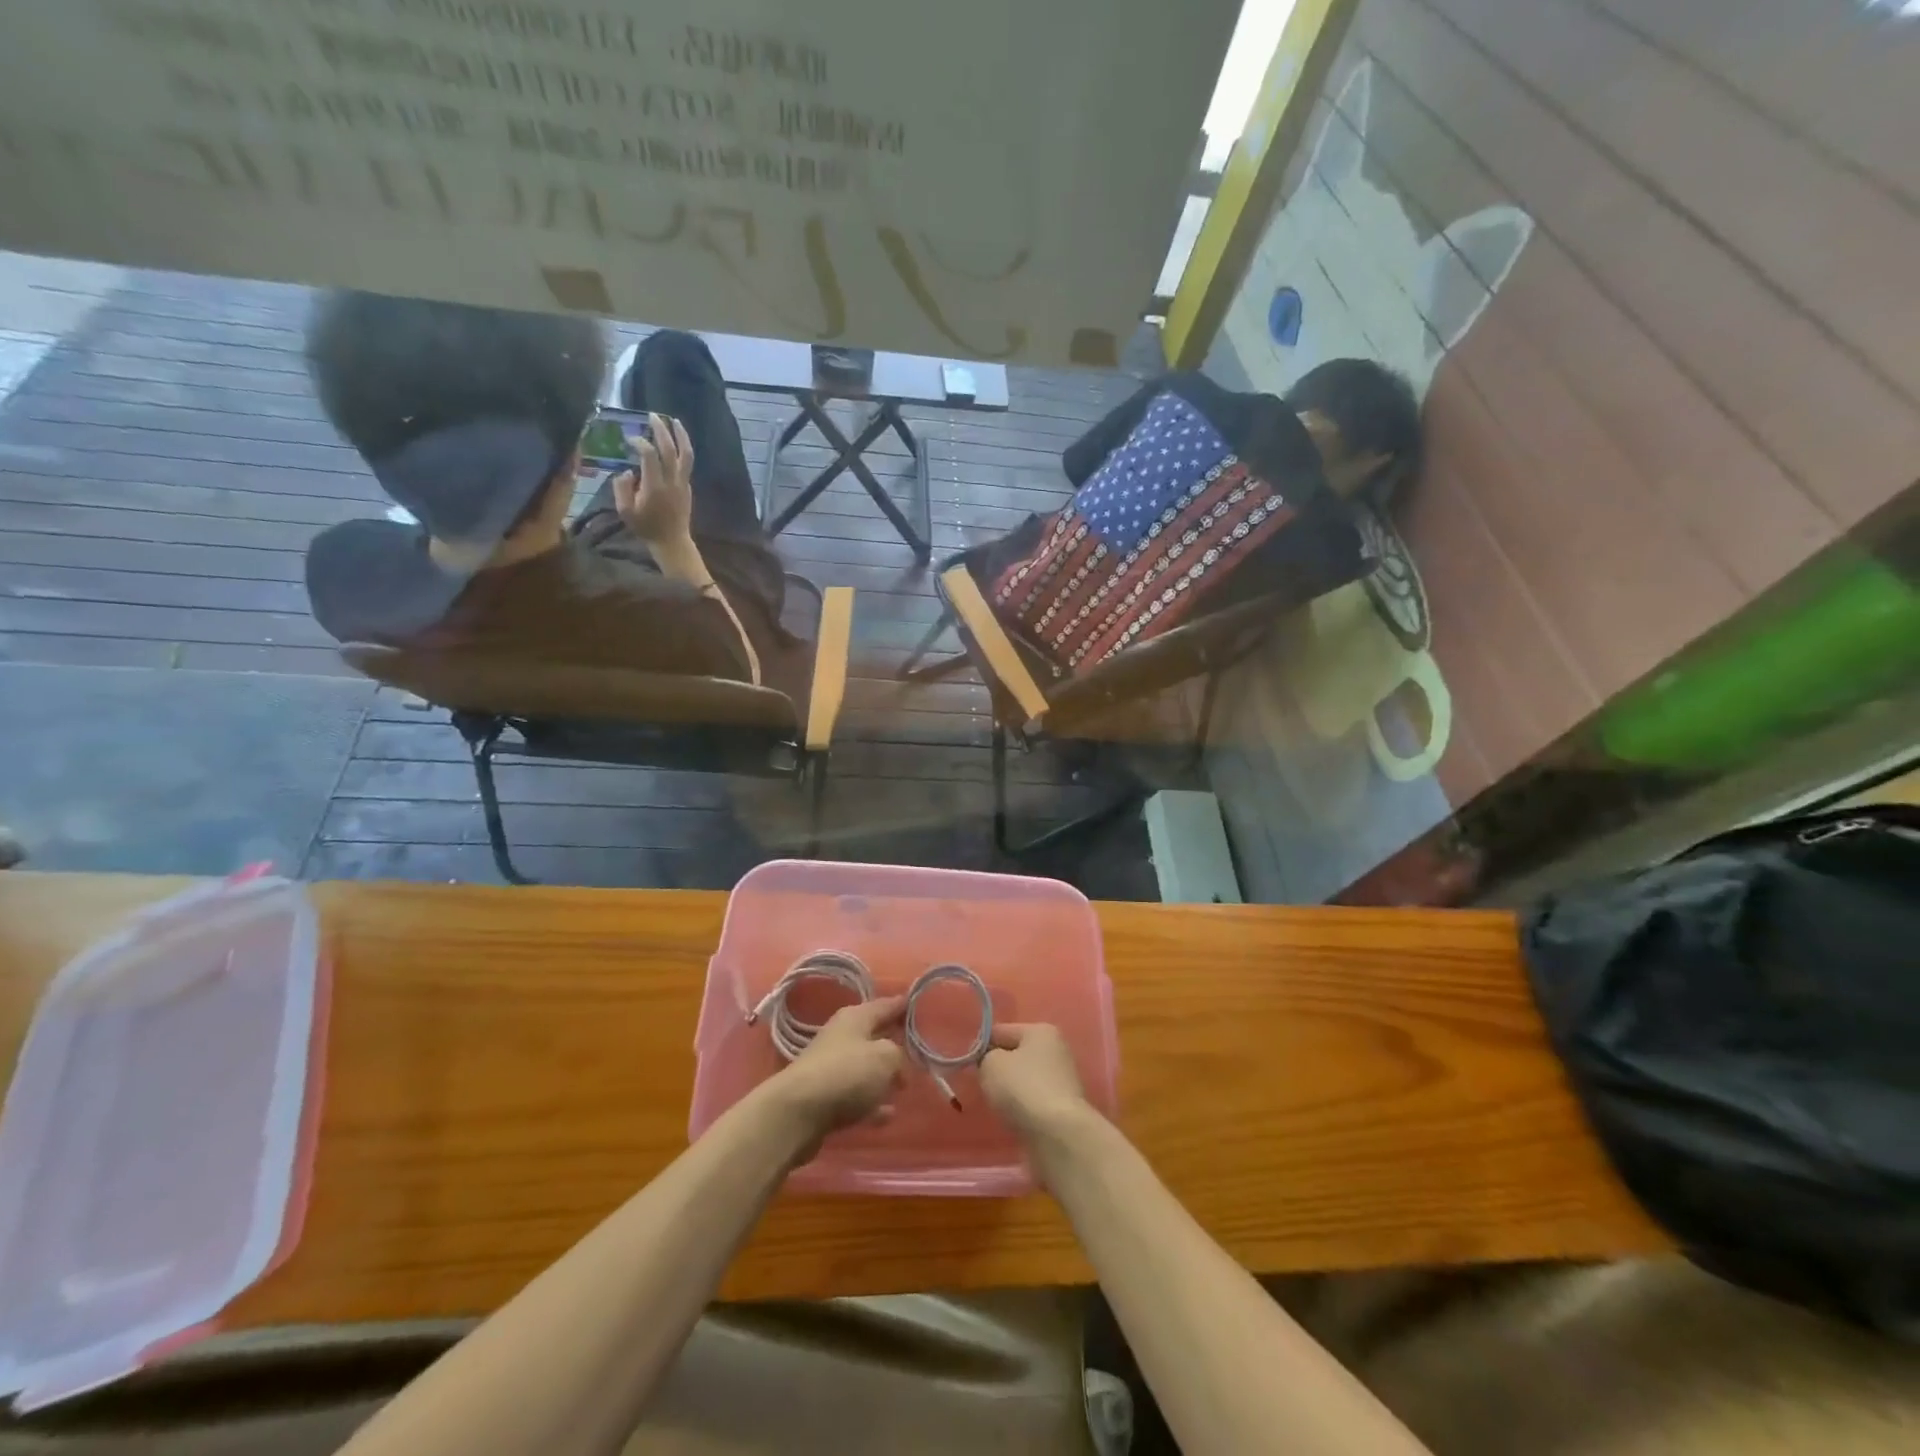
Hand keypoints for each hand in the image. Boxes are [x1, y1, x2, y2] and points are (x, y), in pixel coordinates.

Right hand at [612, 413, 694, 544]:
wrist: (672, 542)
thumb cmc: (646, 528)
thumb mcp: (625, 511)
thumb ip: (622, 488)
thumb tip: (627, 471)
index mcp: (654, 486)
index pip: (649, 455)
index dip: (640, 442)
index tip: (630, 438)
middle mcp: (672, 482)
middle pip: (670, 449)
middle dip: (661, 430)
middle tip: (653, 415)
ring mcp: (683, 484)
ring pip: (686, 455)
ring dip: (681, 435)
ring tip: (674, 421)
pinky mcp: (688, 487)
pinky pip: (687, 463)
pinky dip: (682, 449)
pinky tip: (676, 441)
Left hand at [762, 997, 907, 1158]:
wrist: (798, 1113)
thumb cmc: (847, 1073)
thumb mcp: (885, 1057)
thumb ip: (899, 1055)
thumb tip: (897, 1065)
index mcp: (855, 1017)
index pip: (885, 1005)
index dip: (904, 1006)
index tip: (920, 1006)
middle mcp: (841, 1037)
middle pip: (874, 1036)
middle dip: (895, 1043)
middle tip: (920, 1050)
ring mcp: (831, 1068)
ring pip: (865, 1067)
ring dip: (883, 1076)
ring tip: (905, 1086)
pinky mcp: (825, 1098)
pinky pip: (856, 1096)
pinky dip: (872, 1103)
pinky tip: (888, 1115)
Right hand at [979, 1023, 1090, 1143]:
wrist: (1057, 1134)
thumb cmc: (1022, 1088)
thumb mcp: (991, 1064)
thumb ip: (985, 1057)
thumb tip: (991, 1062)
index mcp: (1041, 1031)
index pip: (1001, 1031)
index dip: (981, 1046)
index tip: (967, 1064)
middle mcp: (1056, 1050)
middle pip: (1015, 1055)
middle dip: (997, 1069)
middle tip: (981, 1084)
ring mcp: (1062, 1080)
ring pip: (1024, 1079)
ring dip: (1009, 1090)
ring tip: (996, 1104)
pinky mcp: (1062, 1107)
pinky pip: (1032, 1100)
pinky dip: (1021, 1107)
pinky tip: (1012, 1118)